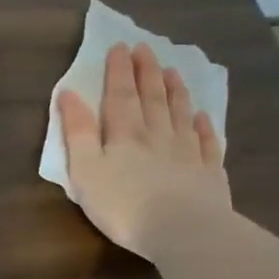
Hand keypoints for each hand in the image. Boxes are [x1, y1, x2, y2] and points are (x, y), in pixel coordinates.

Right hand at [56, 42, 230, 259]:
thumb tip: (69, 93)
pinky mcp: (209, 173)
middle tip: (146, 48)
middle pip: (152, 98)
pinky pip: (207, 142)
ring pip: (180, 113)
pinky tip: (203, 116)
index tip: (120, 46)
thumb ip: (78, 132)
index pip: (120, 95)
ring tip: (172, 71)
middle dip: (146, 72)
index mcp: (125, 134)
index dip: (119, 70)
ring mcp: (187, 153)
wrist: (184, 232)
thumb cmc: (124, 205)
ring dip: (175, 91)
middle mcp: (157, 135)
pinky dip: (204, 126)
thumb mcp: (86, 170)